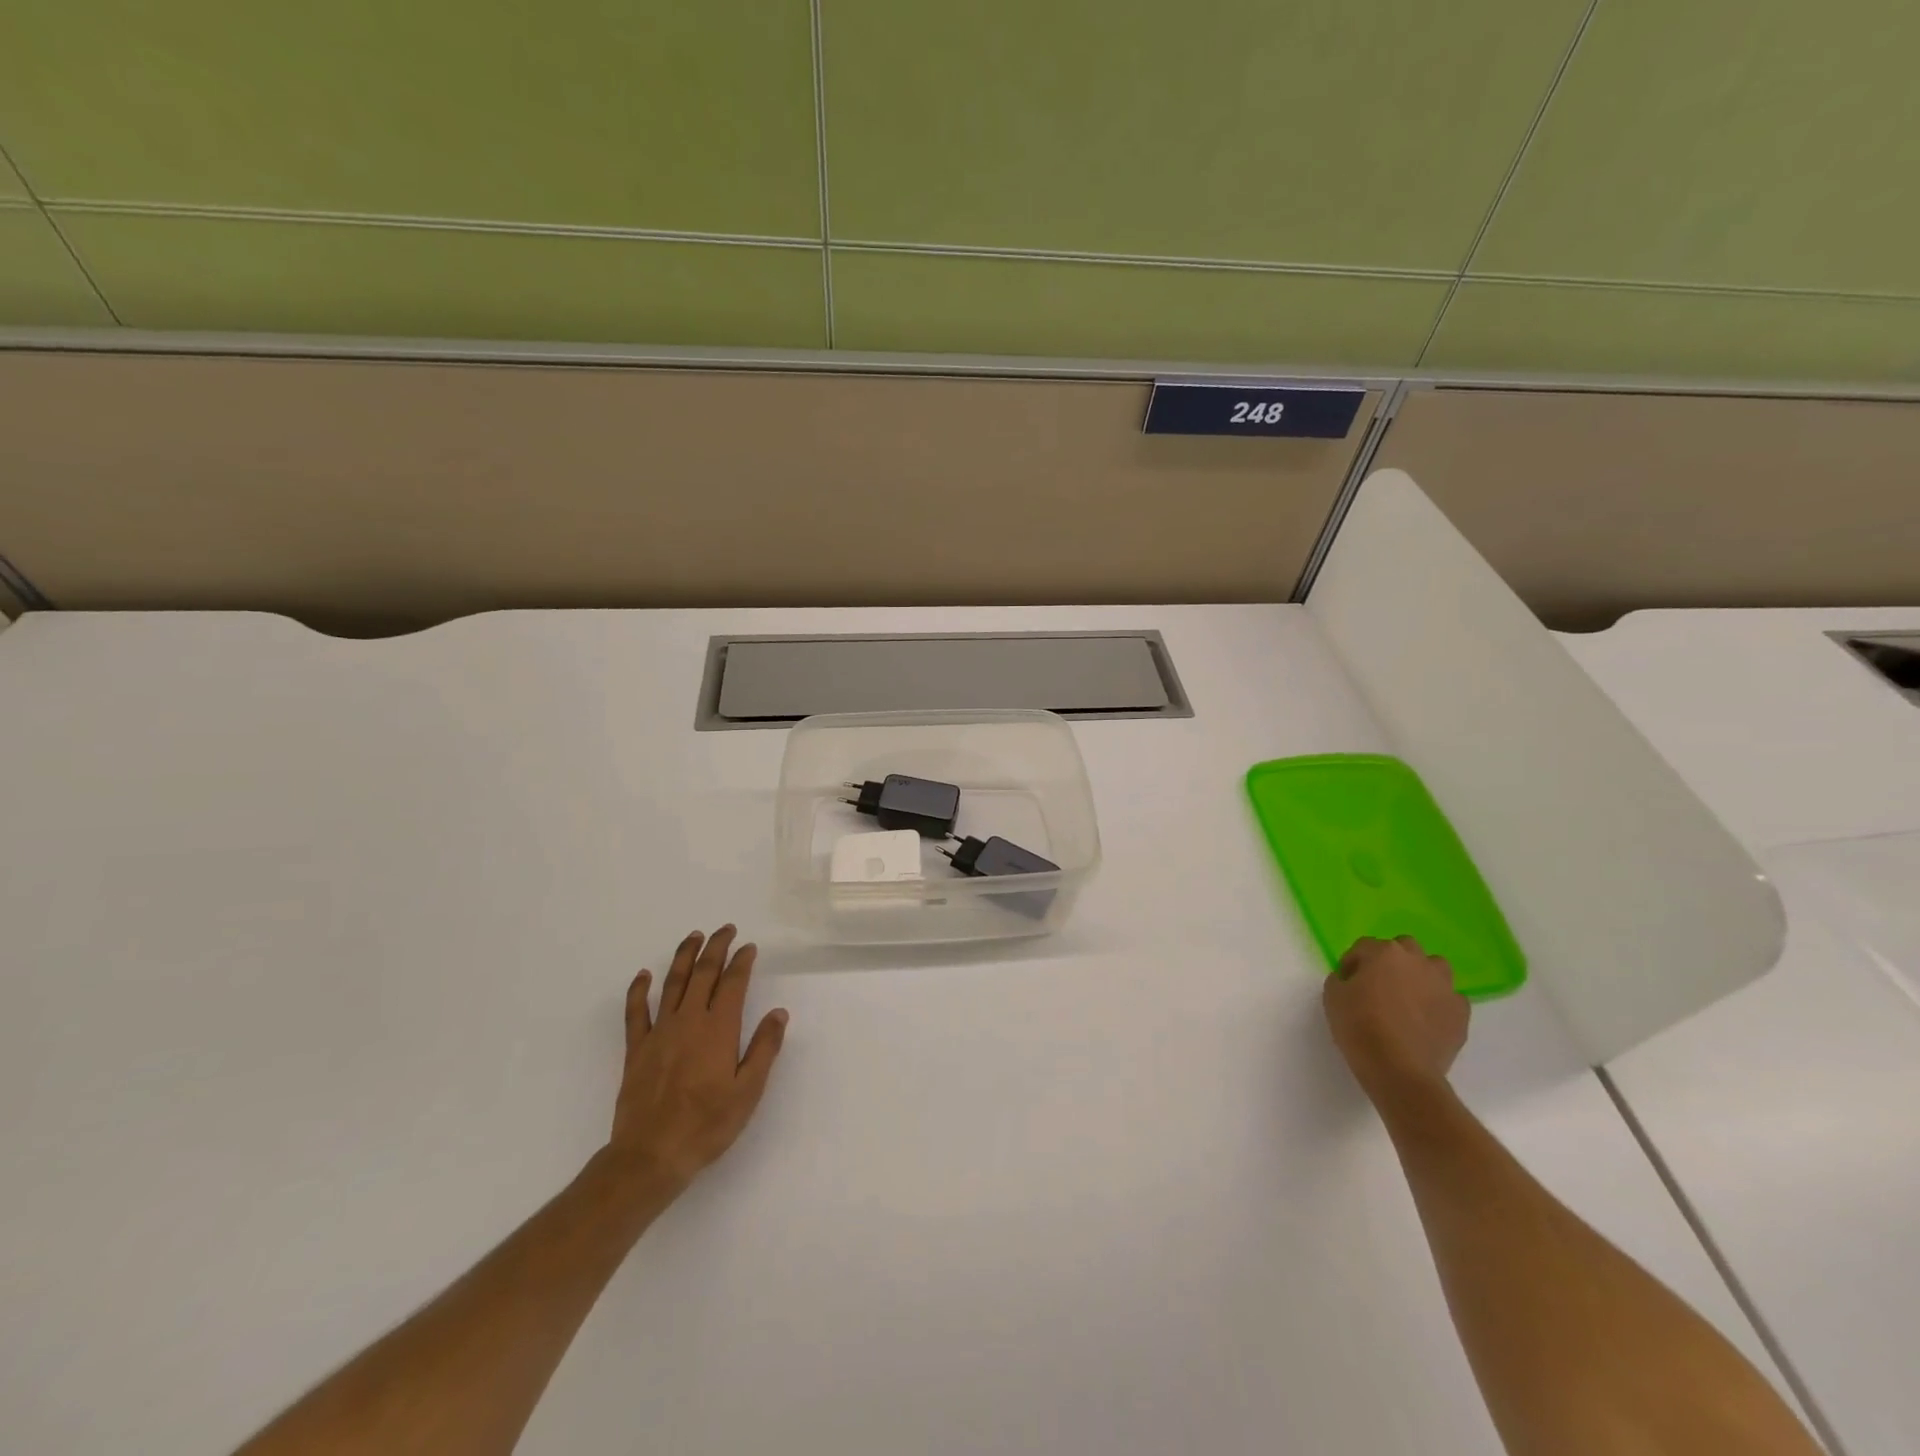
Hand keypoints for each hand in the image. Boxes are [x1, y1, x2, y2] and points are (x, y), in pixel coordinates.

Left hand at [606, 925, 788, 1192]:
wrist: (651, 1155)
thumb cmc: (707, 1125)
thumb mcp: (748, 1091)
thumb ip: (764, 1048)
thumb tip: (778, 1013)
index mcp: (719, 1029)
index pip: (733, 983)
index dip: (742, 961)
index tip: (749, 947)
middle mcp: (689, 1020)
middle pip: (703, 973)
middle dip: (716, 947)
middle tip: (726, 930)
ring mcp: (660, 1032)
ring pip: (672, 983)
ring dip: (684, 956)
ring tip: (693, 936)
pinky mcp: (637, 1048)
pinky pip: (636, 1011)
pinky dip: (638, 990)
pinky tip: (643, 975)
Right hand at [1323, 936, 1468, 1103]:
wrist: (1399, 1069)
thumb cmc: (1359, 1027)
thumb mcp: (1333, 997)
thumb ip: (1341, 979)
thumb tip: (1352, 979)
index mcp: (1384, 952)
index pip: (1364, 947)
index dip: (1353, 963)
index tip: (1347, 982)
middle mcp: (1417, 961)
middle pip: (1404, 947)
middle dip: (1391, 961)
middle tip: (1379, 984)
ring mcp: (1444, 986)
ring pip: (1435, 967)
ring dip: (1421, 976)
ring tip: (1409, 998)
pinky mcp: (1461, 1012)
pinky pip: (1450, 998)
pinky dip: (1439, 1003)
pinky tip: (1426, 1020)